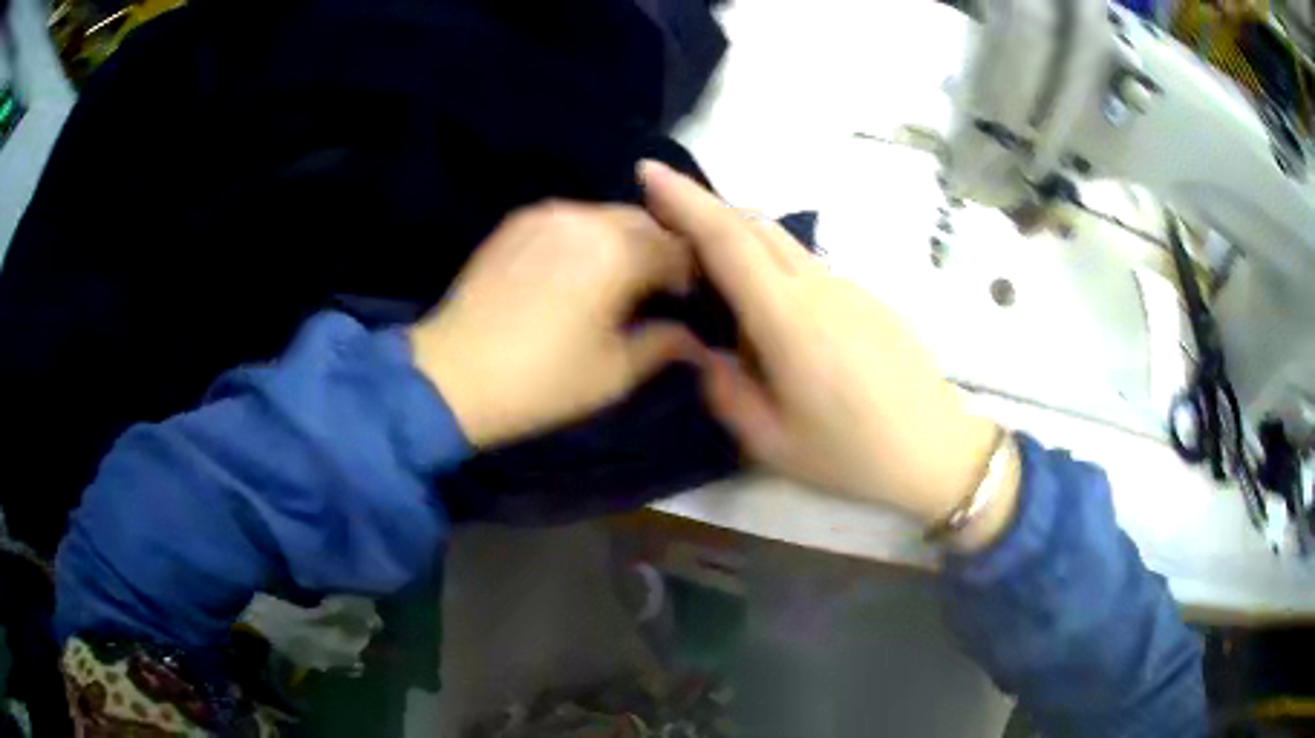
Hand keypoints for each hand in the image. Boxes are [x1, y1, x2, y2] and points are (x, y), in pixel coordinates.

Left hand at [410, 202, 698, 447]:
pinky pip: (571, 219)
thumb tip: (694, 337)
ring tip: (617, 282)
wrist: (452, 375)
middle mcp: (585, 218)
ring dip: (624, 243)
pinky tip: (579, 272)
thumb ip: (664, 345)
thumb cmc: (541, 381)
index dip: (691, 275)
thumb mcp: (614, 372)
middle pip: (644, 222)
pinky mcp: (517, 222)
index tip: (689, 304)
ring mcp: (546, 214)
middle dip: (659, 252)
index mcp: (617, 252)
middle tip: (657, 293)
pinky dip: (588, 238)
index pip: (677, 248)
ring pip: (607, 216)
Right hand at [640, 161, 1009, 529]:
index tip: (649, 171)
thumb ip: (725, 390)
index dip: (684, 200)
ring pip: (781, 241)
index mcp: (788, 319)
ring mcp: (847, 286)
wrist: (936, 449)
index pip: (727, 240)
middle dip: (703, 206)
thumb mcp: (771, 442)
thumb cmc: (852, 454)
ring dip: (737, 233)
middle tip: (662, 212)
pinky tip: (765, 303)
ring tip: (705, 262)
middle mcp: (817, 286)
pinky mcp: (865, 296)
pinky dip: (769, 260)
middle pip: (753, 225)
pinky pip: (806, 264)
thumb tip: (702, 352)